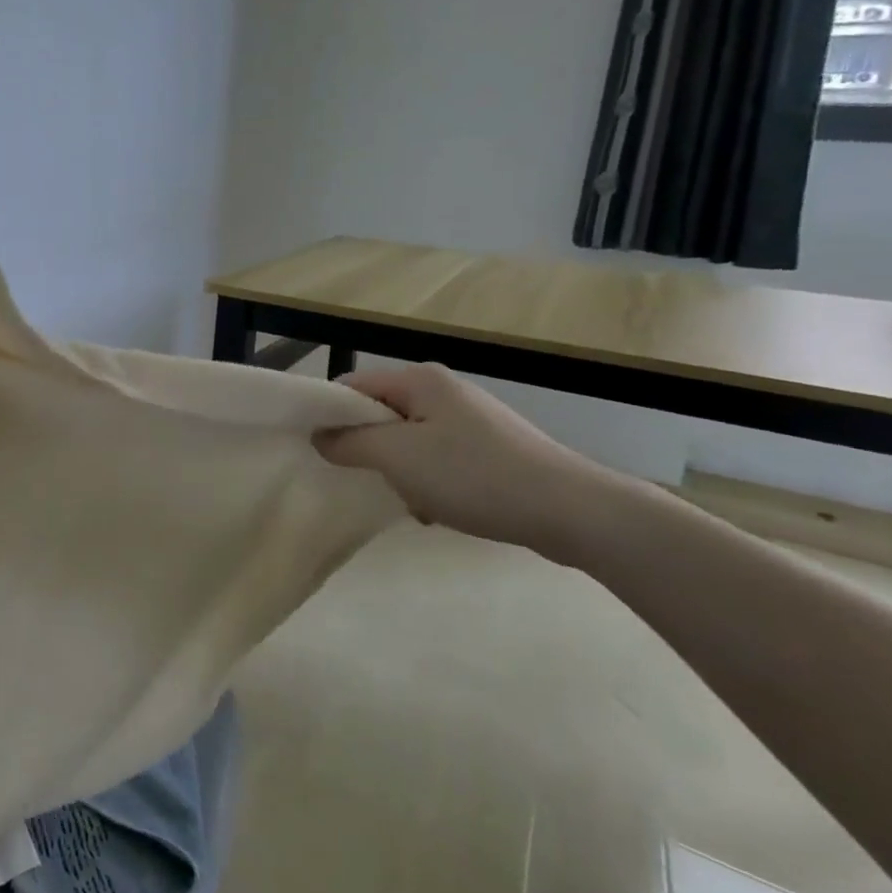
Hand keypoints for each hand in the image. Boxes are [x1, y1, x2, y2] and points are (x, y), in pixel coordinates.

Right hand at [314, 363, 627, 561]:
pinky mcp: (491, 449)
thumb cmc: (474, 475)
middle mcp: (444, 391)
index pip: (352, 386)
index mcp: (419, 380)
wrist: (573, 512)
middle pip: (381, 415)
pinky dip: (430, 482)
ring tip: (413, 501)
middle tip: (371, 480)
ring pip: (409, 441)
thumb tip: (319, 437)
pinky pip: (439, 459)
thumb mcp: (397, 457)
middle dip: (370, 450)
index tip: (318, 451)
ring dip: (401, 472)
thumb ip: (349, 443)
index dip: (329, 415)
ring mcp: (471, 421)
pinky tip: (441, 510)